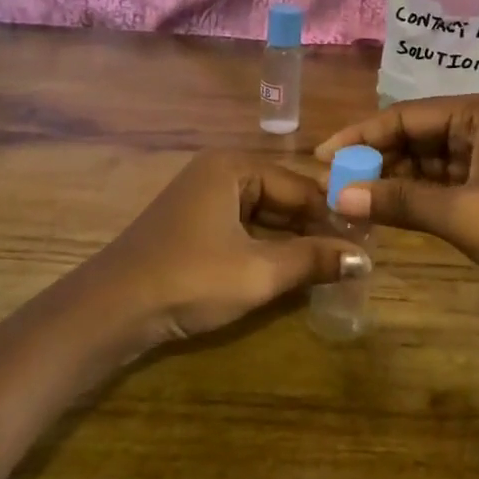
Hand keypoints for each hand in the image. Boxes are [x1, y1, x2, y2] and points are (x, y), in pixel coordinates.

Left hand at [81, 151, 369, 345]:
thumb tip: (364, 259)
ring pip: (263, 214)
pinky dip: (268, 247)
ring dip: (293, 239)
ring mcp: (202, 199)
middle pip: (282, 195)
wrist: (109, 311)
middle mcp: (219, 173)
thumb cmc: (189, 279)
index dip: (335, 213)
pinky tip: (291, 269)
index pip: (300, 185)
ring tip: (331, 264)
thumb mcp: (258, 272)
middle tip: (354, 254)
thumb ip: (313, 261)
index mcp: (234, 167)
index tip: (368, 239)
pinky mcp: (193, 226)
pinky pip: (243, 228)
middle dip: (316, 226)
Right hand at [316, 96, 478, 343]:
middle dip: (375, 159)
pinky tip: (386, 210)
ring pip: (427, 160)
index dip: (360, 136)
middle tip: (332, 184)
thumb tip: (336, 195)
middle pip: (414, 135)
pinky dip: (416, 195)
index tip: (322, 157)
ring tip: (351, 198)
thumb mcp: (460, 214)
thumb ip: (398, 201)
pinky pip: (443, 181)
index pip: (404, 115)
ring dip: (393, 179)